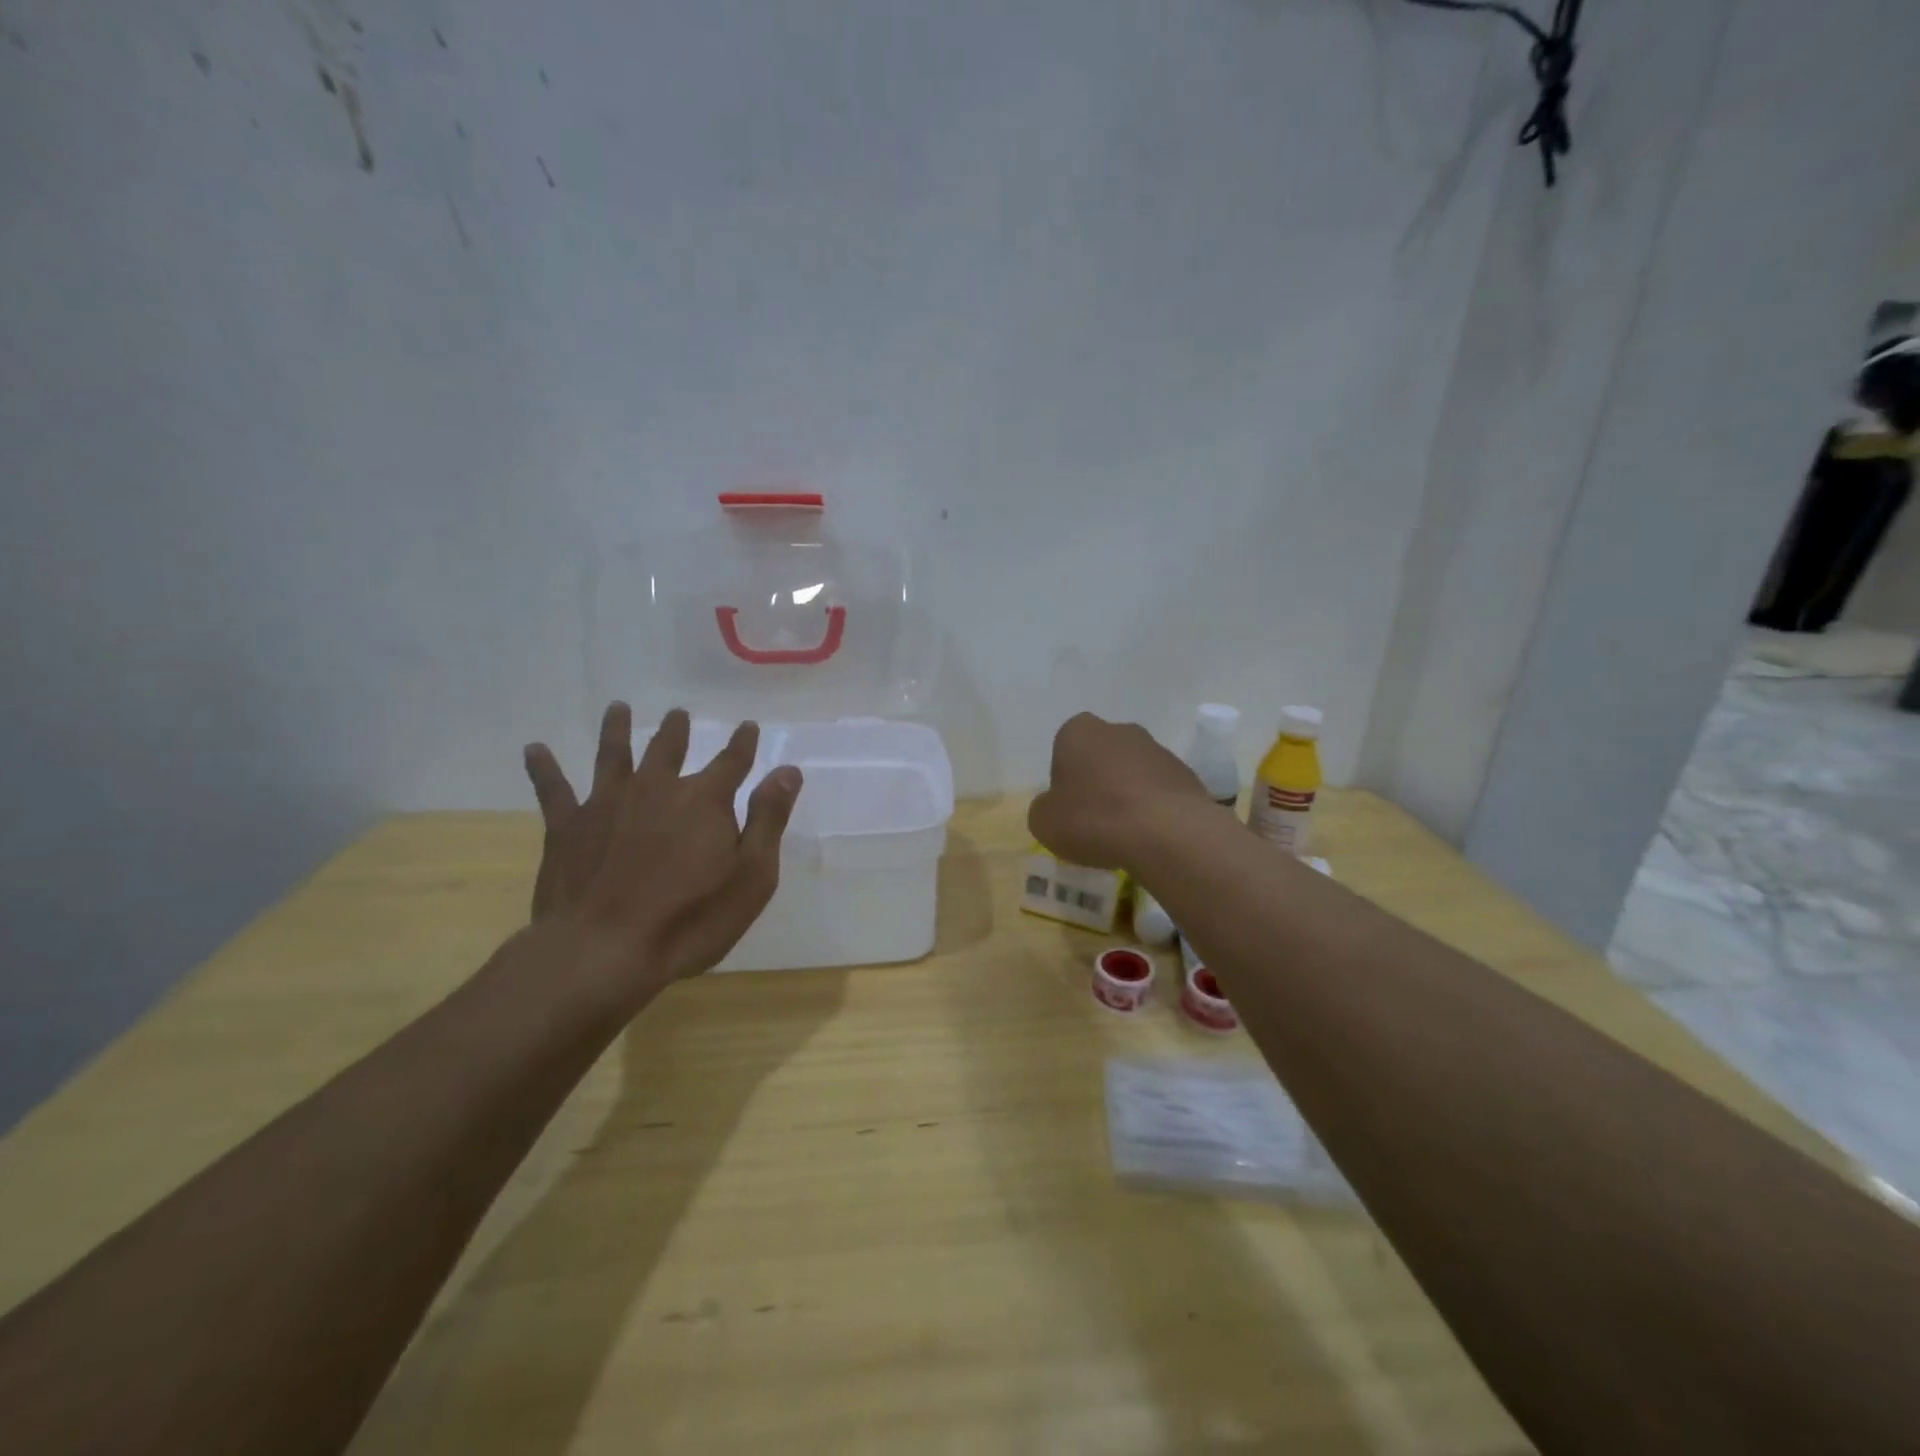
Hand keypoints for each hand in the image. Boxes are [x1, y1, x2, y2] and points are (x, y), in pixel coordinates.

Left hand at [522, 703, 802, 999]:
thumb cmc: (691, 919)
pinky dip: (544, 768)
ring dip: (617, 730)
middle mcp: (656, 789)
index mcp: (704, 800)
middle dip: (677, 730)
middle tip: (678, 713)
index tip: (748, 726)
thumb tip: (788, 770)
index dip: (743, 743)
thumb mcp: (752, 875)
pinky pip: (553, 790)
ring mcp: (607, 803)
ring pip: (613, 755)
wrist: (604, 950)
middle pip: (668, 749)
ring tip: (617, 709)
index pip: (732, 761)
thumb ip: (768, 819)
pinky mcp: (567, 827)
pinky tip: (534, 750)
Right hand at [1027, 712, 1211, 869]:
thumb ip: (1045, 808)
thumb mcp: (1043, 822)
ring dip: (1128, 795)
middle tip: (1094, 819)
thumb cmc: (1093, 818)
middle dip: (1098, 781)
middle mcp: (1119, 730)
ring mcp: (1158, 750)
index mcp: (1079, 731)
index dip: (1064, 778)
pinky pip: (1160, 791)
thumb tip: (1055, 807)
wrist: (1165, 832)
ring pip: (1133, 772)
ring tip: (1125, 834)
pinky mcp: (1186, 774)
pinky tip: (1150, 836)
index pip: (1064, 748)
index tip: (1068, 807)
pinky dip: (1153, 809)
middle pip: (1101, 756)